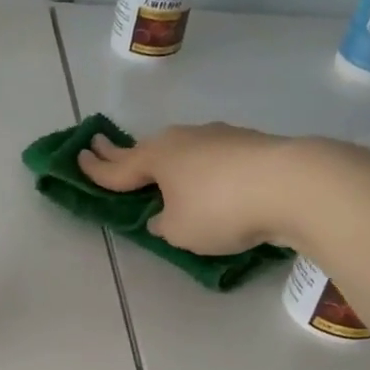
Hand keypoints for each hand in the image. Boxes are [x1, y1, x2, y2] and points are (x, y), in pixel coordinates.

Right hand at [77, 123, 304, 253]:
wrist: (292, 184)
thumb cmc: (221, 210)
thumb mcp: (179, 231)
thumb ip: (164, 224)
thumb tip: (165, 215)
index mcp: (156, 158)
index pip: (116, 167)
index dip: (95, 168)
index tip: (78, 156)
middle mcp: (182, 140)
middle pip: (146, 150)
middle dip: (122, 152)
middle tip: (101, 146)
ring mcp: (217, 138)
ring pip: (181, 150)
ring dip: (166, 161)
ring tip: (159, 170)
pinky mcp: (247, 144)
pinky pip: (211, 157)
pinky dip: (200, 168)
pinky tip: (209, 180)